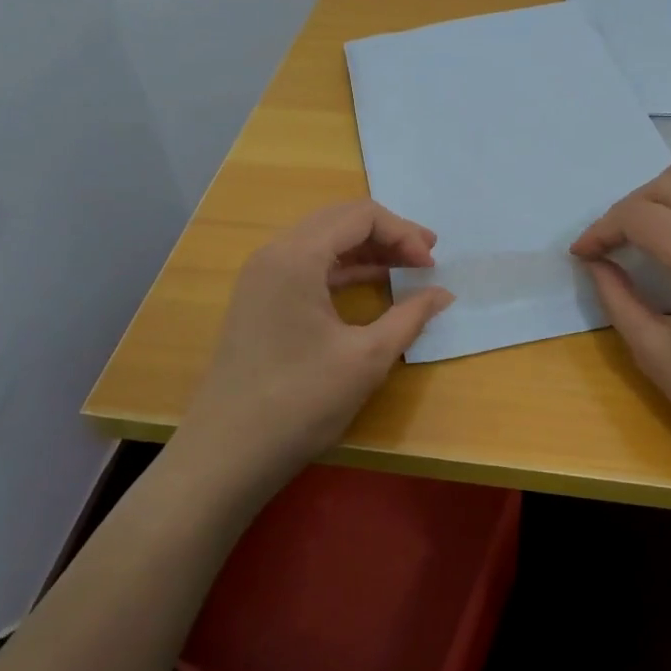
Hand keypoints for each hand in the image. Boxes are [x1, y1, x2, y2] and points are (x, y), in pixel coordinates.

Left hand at [176, 201, 452, 497]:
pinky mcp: (259, 300)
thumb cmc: (301, 401)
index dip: (403, 234)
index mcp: (297, 256)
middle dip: (387, 234)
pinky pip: (308, 266)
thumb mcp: (367, 358)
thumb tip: (443, 294)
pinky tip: (372, 287)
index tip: (432, 266)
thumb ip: (410, 316)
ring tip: (406, 268)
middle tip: (425, 257)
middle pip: (339, 221)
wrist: (227, 454)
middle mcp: (274, 254)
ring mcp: (261, 277)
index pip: (360, 216)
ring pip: (323, 242)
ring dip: (366, 250)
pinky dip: (343, 270)